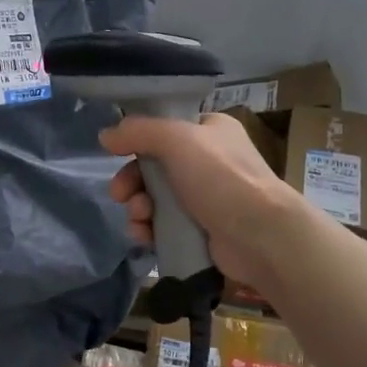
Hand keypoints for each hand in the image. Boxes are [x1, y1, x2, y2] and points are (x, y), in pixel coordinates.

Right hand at [102, 111, 300, 287]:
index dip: (138, 142)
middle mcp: (210, 161)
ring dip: (138, 208)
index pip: (165, 129)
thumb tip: (105, 135)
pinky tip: (144, 237)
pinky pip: (165, 226)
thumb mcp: (177, 140)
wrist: (261, 236)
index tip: (117, 155)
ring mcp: (207, 198)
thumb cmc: (221, 178)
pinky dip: (150, 229)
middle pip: (155, 166)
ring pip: (156, 198)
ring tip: (139, 219)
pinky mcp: (203, 231)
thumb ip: (138, 132)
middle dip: (132, 181)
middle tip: (120, 195)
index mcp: (210, 131)